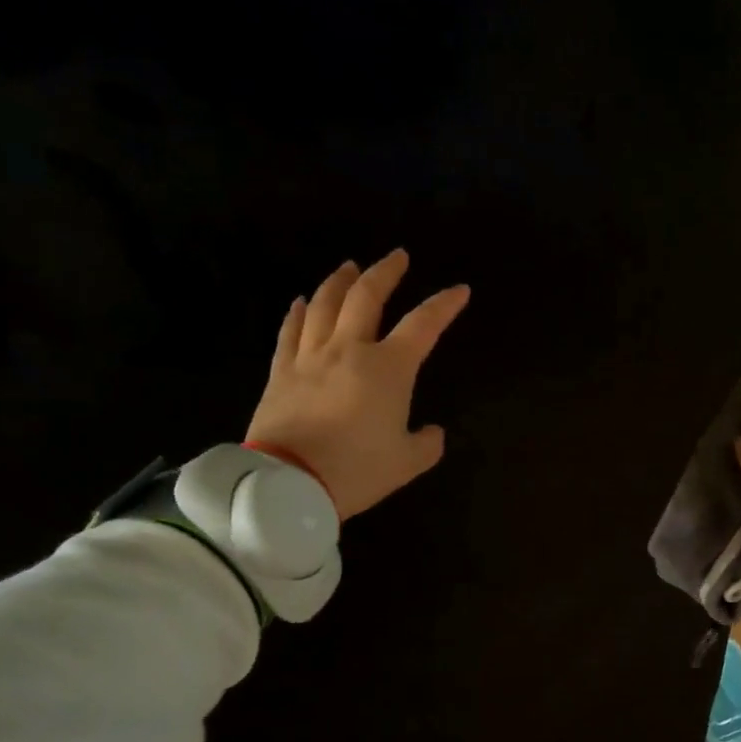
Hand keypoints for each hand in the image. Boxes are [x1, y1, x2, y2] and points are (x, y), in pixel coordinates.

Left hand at [246, 250, 469, 519]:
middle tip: (397, 257)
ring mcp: (310, 357)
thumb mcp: (407, 463)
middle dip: (386, 273)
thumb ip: (427, 443)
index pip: (423, 325)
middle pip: (367, 297)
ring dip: (340, 281)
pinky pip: (290, 332)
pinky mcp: (281, 372)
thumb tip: (433, 432)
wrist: (289, 484)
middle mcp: (349, 350)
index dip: (444, 305)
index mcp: (388, 368)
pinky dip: (298, 312)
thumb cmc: (356, 470)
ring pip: (324, 305)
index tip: (459, 290)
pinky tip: (301, 301)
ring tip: (350, 267)